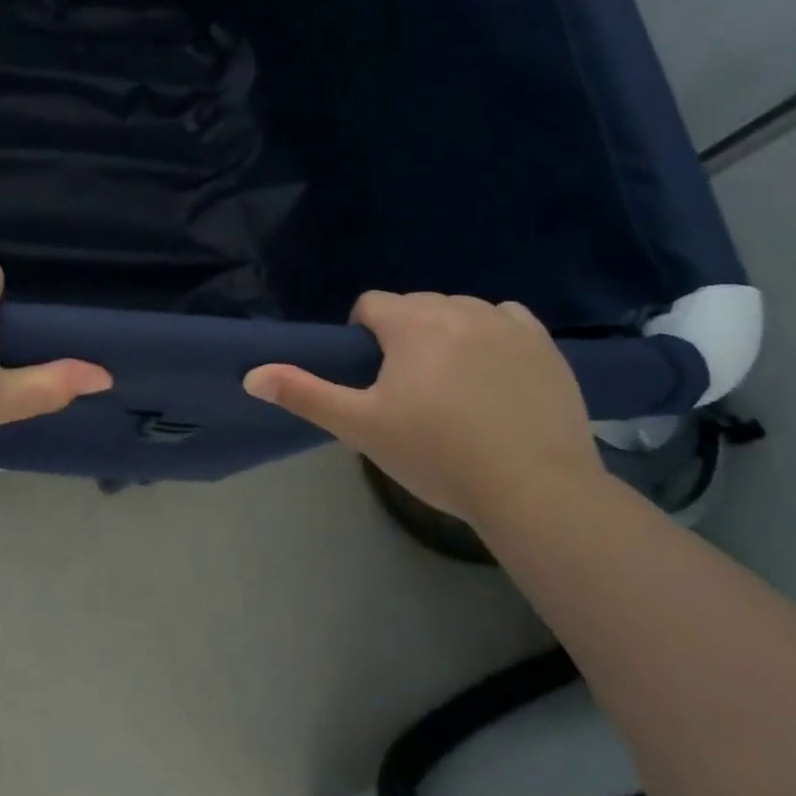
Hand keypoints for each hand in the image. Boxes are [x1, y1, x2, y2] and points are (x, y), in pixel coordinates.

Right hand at [243, 292, 601, 524]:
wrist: (533, 489)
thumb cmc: (436, 454)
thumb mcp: (360, 427)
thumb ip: (303, 393)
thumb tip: (251, 374)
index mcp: (411, 322)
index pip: (370, 305)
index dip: (362, 337)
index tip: (372, 378)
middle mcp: (458, 308)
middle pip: (415, 306)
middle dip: (404, 335)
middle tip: (408, 390)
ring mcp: (506, 323)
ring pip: (459, 311)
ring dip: (446, 334)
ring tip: (452, 385)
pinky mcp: (544, 344)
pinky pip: (507, 319)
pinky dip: (493, 335)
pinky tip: (494, 373)